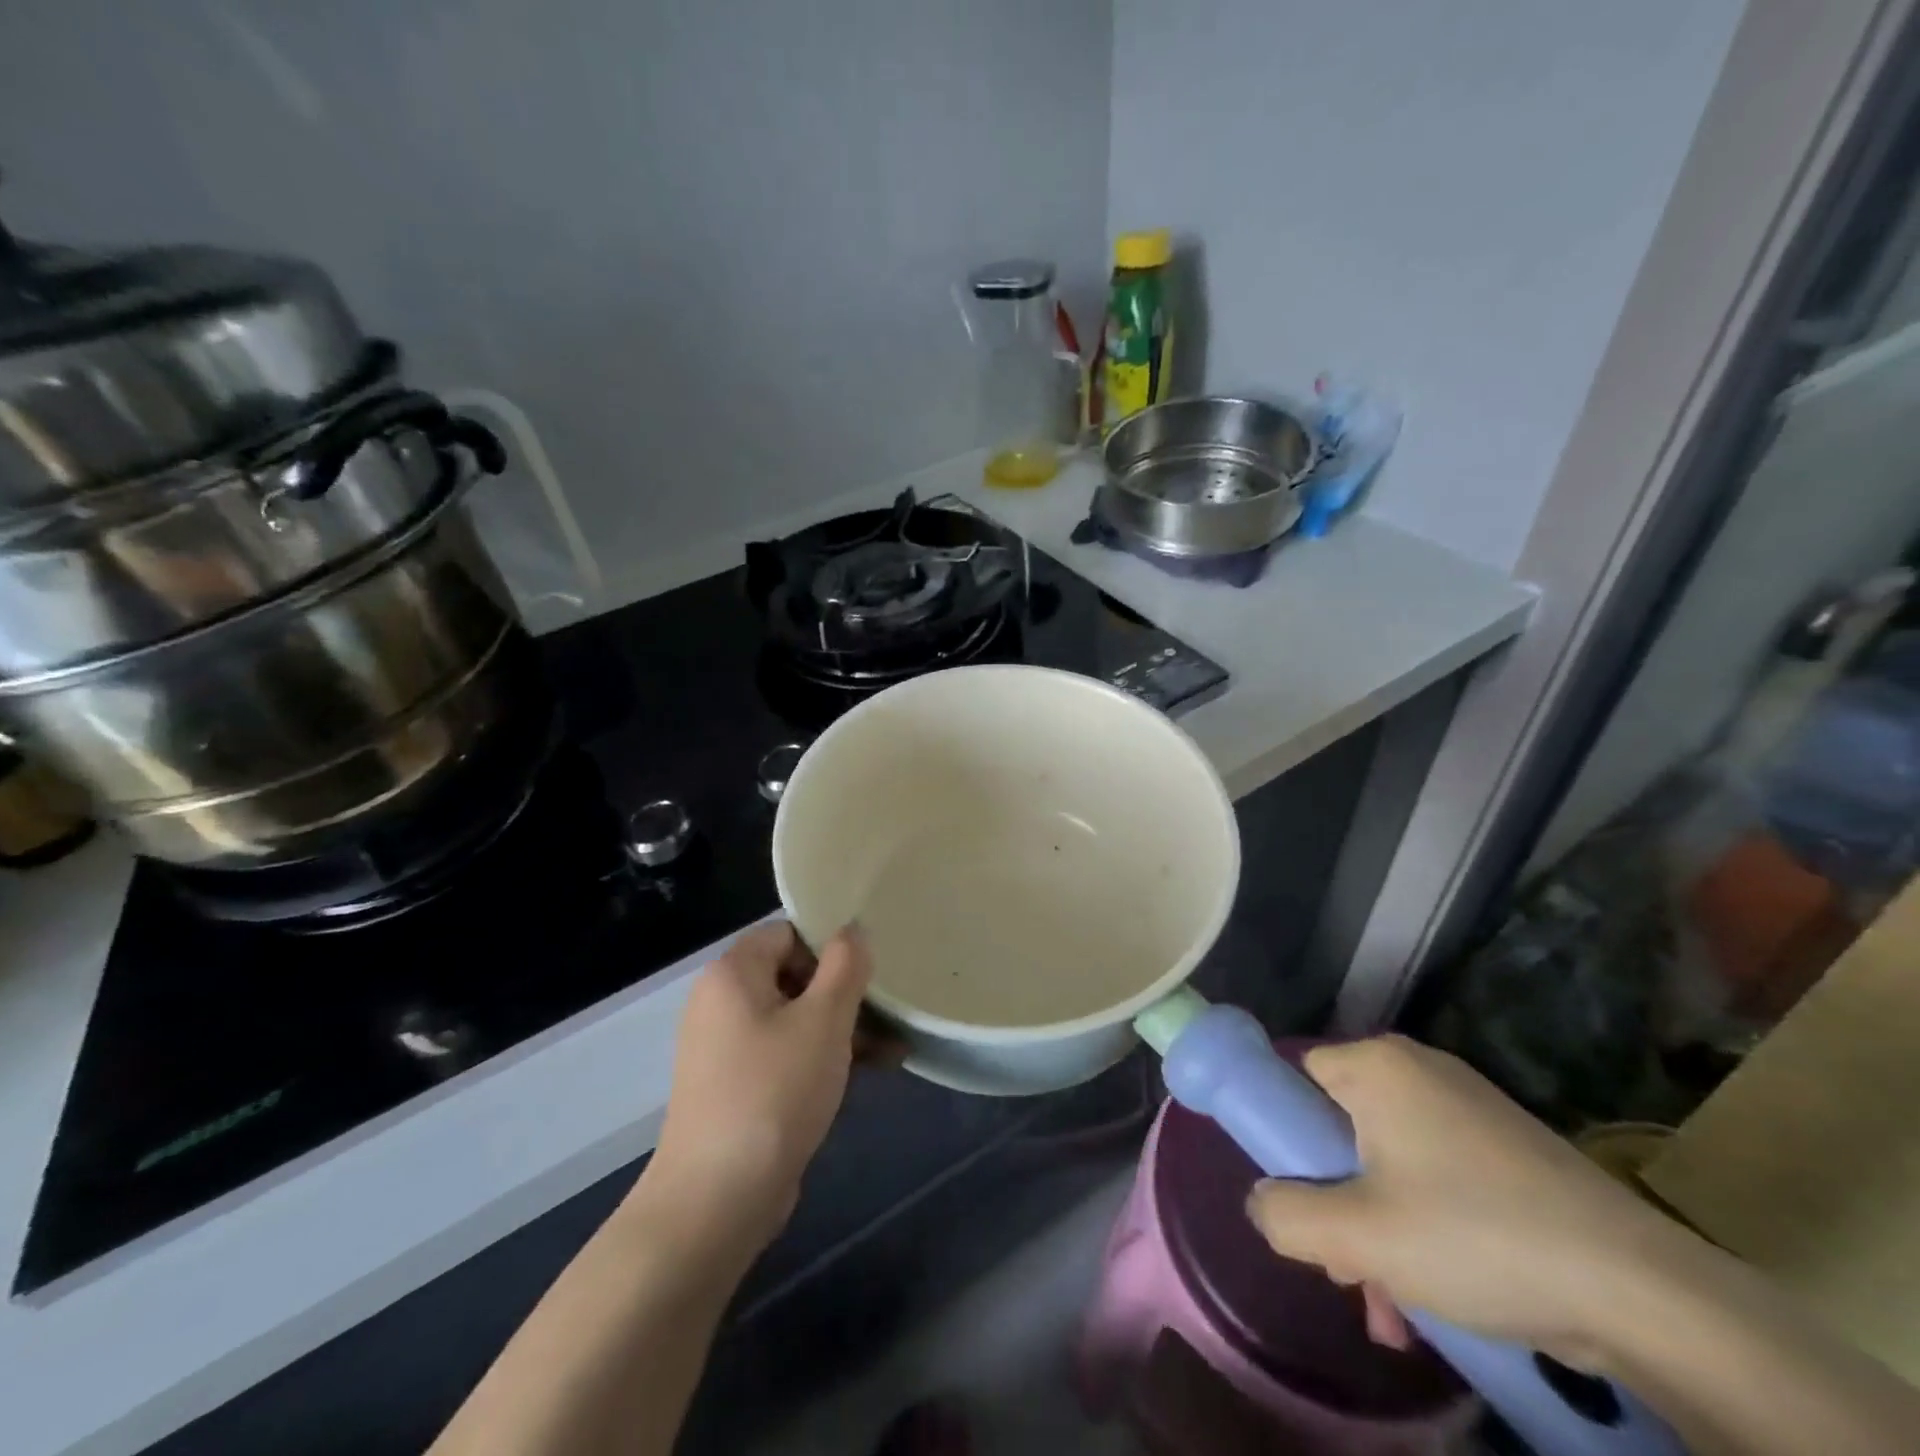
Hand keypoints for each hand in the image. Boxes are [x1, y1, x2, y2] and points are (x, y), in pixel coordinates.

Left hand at [646, 920, 871, 1248]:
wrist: (716, 1200)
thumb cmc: (774, 1091)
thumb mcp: (824, 1020)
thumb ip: (846, 965)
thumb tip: (854, 929)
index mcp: (732, 973)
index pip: (789, 933)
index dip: (831, 947)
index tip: (868, 974)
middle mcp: (720, 1002)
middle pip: (794, 975)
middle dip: (845, 994)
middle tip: (886, 1015)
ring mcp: (724, 1047)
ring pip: (794, 1018)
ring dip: (842, 1029)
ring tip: (891, 1051)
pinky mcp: (735, 1086)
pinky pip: (784, 1054)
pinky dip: (820, 1058)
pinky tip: (866, 1075)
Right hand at [1245, 1036, 1687, 1368]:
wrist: (1644, 1293)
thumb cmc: (1476, 1237)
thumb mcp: (1358, 1235)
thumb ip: (1285, 1214)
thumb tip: (1263, 1204)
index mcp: (1378, 1064)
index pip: (1296, 1077)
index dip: (1286, 1137)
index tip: (1301, 1199)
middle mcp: (1419, 1070)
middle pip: (1340, 1128)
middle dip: (1336, 1202)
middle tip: (1348, 1265)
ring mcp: (1470, 1110)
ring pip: (1387, 1164)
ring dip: (1377, 1230)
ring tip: (1393, 1305)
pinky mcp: (1508, 1152)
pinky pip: (1435, 1179)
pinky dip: (1423, 1228)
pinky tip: (1436, 1296)